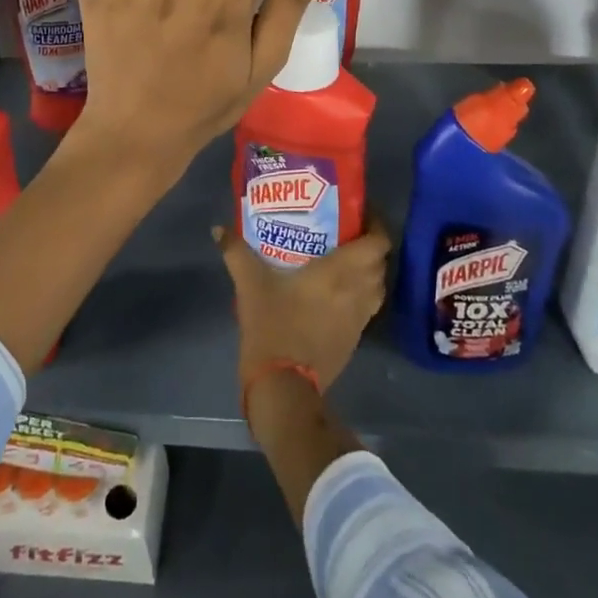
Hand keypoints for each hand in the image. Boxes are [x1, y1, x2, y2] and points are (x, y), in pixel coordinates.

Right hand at [215, 215, 390, 393]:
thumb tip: (218, 229)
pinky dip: (361, 293)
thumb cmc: (273, 326)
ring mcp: (360, 318)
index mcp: (341, 272)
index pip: (378, 242)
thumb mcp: (249, 284)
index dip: (376, 223)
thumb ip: (236, 252)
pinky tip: (338, 291)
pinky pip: (367, 307)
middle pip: (380, 262)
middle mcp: (358, 291)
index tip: (360, 211)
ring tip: (345, 258)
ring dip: (368, 270)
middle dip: (370, 244)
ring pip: (377, 286)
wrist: (283, 386)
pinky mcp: (355, 339)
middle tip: (346, 231)